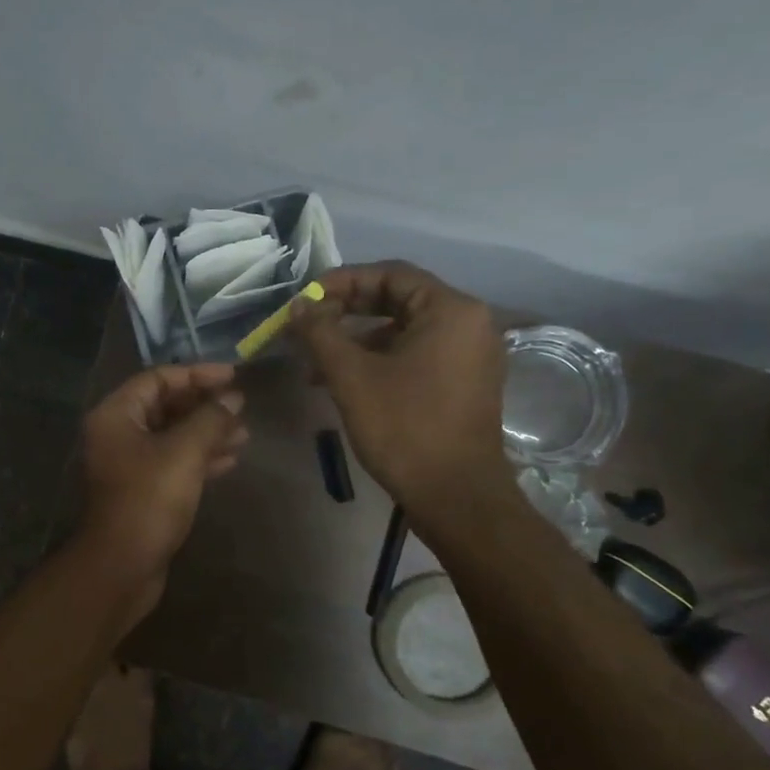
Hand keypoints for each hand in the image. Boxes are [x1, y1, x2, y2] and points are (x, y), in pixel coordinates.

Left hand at [77, 364, 247, 620]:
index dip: (197, 374)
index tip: (233, 377)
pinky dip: (199, 458)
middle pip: (165, 405)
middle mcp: (117, 433)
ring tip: (244, 435)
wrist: (122, 565)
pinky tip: (229, 461)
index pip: (158, 378)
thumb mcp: (184, 452)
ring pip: (172, 435)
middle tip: (241, 408)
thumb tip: (233, 398)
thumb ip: (211, 419)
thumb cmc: (149, 500)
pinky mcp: (141, 489)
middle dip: (205, 406)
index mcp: (116, 415)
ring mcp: (128, 463)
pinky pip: (173, 461)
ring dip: (207, 432)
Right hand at [290, 262, 511, 508]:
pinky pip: (418, 353)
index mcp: (451, 310)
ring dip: (358, 339)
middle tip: (309, 325)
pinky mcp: (466, 382)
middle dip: (347, 311)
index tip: (305, 299)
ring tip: (317, 364)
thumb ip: (320, 332)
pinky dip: (381, 359)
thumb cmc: (404, 427)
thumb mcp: (352, 376)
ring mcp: (471, 354)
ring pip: (405, 329)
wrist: (455, 496)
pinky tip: (346, 381)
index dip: (342, 281)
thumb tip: (298, 306)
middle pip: (399, 299)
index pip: (390, 274)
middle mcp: (470, 323)